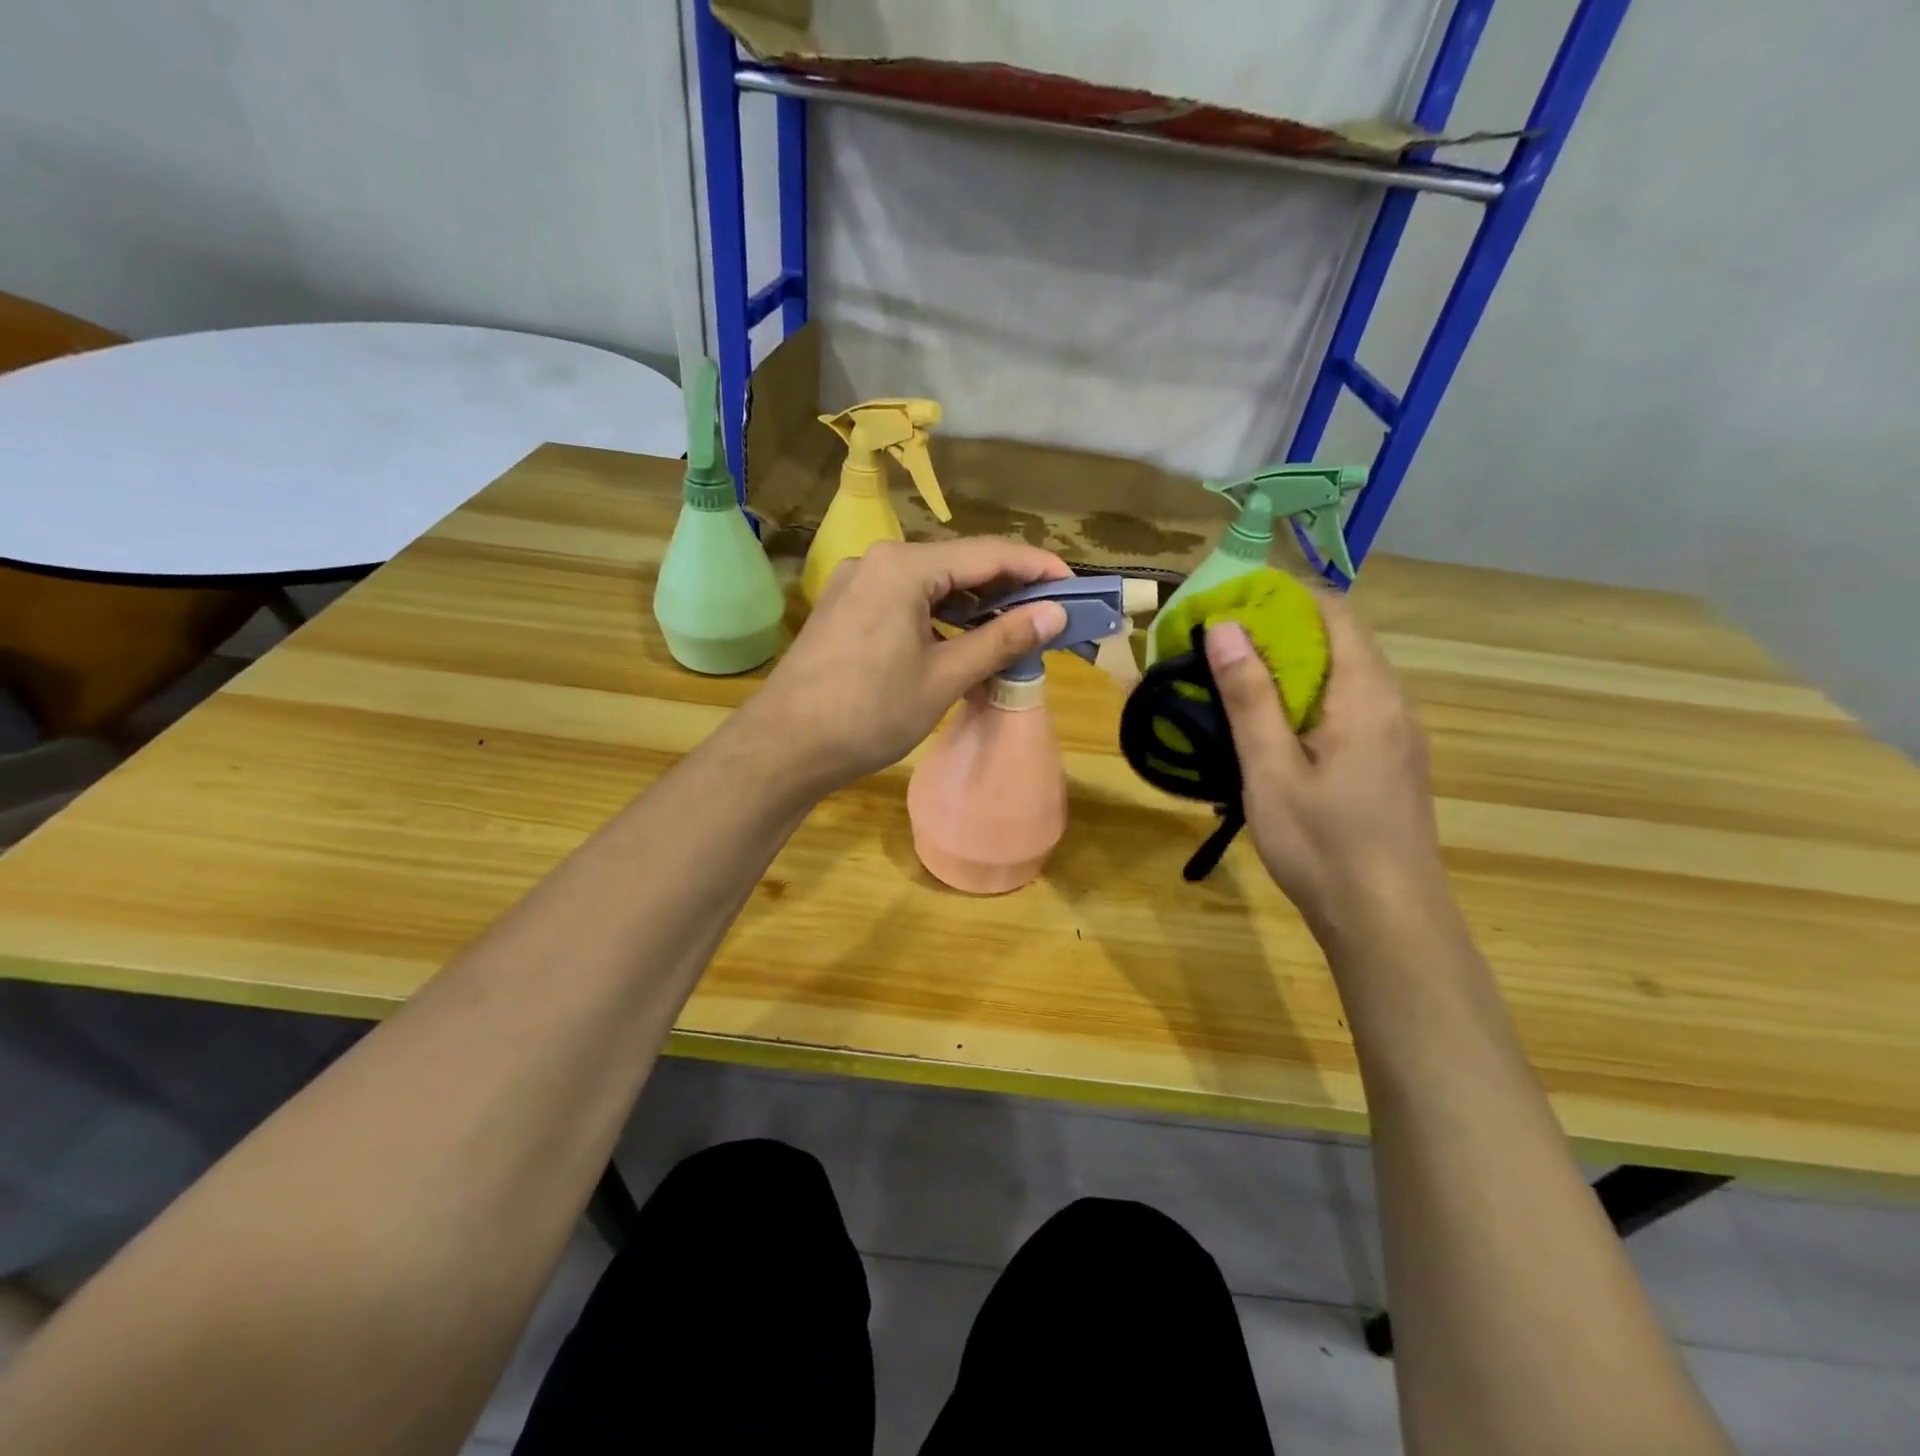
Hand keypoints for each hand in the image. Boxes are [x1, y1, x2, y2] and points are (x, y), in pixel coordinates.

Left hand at [737, 538, 1071, 795]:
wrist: (785, 747)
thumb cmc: (869, 713)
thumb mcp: (944, 677)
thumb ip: (1002, 639)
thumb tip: (1055, 613)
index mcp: (904, 567)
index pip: (987, 554)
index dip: (1036, 566)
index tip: (1074, 585)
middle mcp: (878, 561)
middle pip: (958, 564)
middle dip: (1006, 587)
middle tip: (1049, 611)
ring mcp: (856, 584)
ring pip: (930, 584)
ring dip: (973, 605)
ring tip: (1012, 629)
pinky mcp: (845, 609)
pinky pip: (905, 601)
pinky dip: (939, 617)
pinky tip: (960, 641)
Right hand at [1204, 591, 1449, 941]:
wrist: (1388, 920)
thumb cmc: (1322, 844)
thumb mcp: (1271, 770)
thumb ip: (1249, 696)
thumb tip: (1225, 627)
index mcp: (1367, 694)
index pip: (1334, 612)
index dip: (1283, 598)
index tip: (1230, 605)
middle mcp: (1393, 702)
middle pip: (1340, 640)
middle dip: (1280, 633)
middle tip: (1220, 648)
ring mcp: (1399, 733)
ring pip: (1345, 675)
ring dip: (1294, 668)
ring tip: (1238, 684)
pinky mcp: (1394, 760)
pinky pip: (1352, 706)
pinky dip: (1311, 698)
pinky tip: (1276, 730)